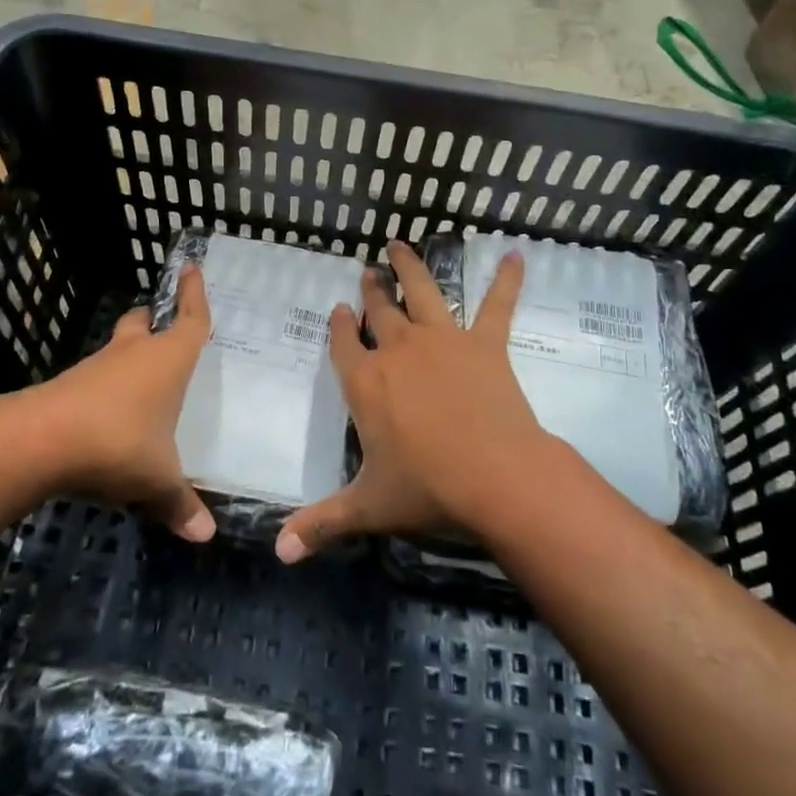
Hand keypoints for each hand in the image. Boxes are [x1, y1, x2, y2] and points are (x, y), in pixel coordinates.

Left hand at [27, 264, 216, 541]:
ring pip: (117, 349)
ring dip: (128, 356)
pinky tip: (111, 415)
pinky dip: (107, 387)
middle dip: (153, 320)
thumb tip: (205, 536)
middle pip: (143, 323)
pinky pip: (96, 378)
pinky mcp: (68, 387)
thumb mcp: (156, 479)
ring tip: (142, 379)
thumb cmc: (116, 442)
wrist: (38, 441)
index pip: (190, 318)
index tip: (192, 266)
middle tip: (162, 325)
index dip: (195, 293)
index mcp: (167, 360)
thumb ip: (180, 504)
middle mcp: (133, 354)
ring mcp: (96, 368)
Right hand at [276, 240, 557, 562]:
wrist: (497, 478)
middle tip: (368, 272)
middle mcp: (399, 351)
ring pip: (423, 292)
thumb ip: (322, 522)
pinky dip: (506, 281)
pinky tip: (517, 256)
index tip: (338, 309)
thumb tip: (278, 551)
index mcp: (366, 383)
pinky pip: (497, 305)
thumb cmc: (428, 490)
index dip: (338, 326)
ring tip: (401, 244)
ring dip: (411, 267)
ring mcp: (443, 341)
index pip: (343, 344)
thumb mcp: (368, 508)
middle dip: (371, 290)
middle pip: (379, 311)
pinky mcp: (486, 344)